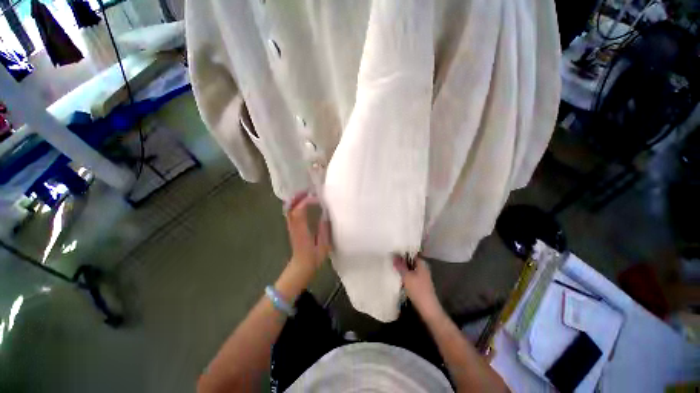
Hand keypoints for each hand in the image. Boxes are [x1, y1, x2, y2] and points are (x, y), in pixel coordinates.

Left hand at [285, 192, 330, 272]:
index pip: (299, 211)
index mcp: (301, 231)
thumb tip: (325, 215)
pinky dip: (295, 206)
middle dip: (299, 197)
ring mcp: (291, 227)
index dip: (306, 202)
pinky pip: (290, 213)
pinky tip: (302, 203)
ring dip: (296, 200)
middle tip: (309, 191)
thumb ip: (324, 230)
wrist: (301, 266)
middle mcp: (294, 226)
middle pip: (291, 208)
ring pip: (289, 210)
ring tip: (306, 194)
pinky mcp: (291, 228)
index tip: (317, 198)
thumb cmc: (314, 257)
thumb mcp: (323, 245)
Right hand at [393, 256, 442, 317]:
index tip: (395, 251)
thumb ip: (400, 265)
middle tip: (392, 258)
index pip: (412, 254)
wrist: (428, 308)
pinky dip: (406, 275)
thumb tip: (394, 255)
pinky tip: (399, 277)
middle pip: (411, 261)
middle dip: (402, 260)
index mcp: (421, 264)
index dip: (404, 252)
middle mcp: (423, 268)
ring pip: (411, 269)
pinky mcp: (420, 284)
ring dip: (403, 268)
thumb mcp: (406, 276)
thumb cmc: (417, 289)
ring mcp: (422, 277)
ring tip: (393, 266)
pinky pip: (412, 275)